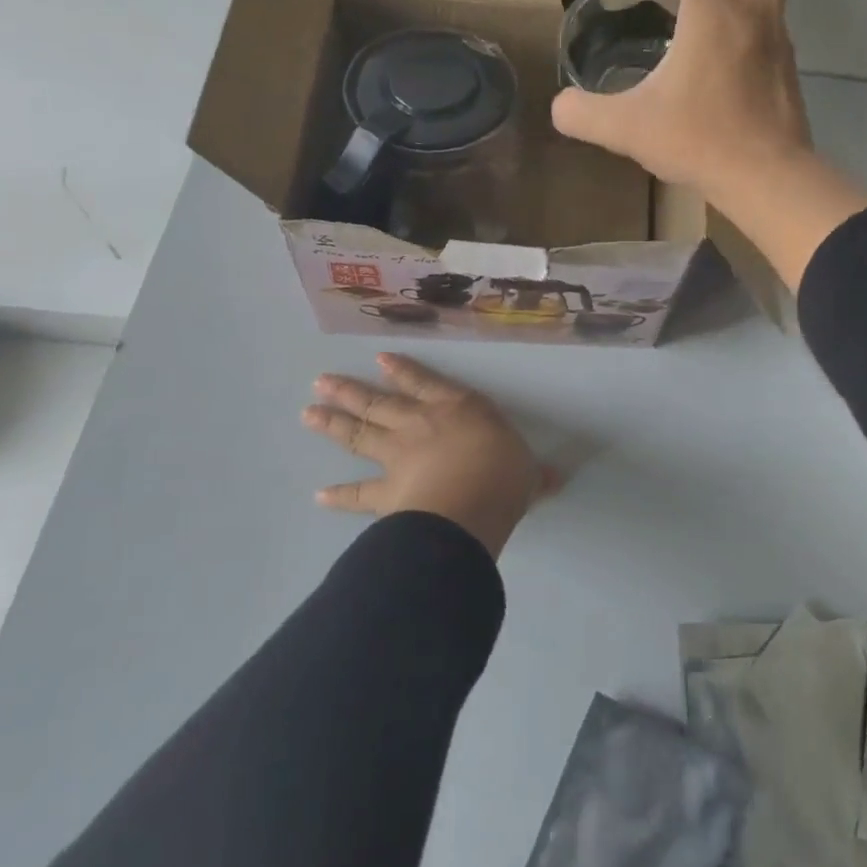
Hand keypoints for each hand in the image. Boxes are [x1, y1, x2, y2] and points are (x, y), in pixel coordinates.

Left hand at [302, 353, 561, 557]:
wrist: (469, 505)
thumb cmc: (503, 475)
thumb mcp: (529, 472)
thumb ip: (536, 474)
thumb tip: (557, 478)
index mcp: (457, 409)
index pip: (425, 383)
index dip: (403, 371)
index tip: (379, 360)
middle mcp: (420, 425)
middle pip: (378, 403)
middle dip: (350, 391)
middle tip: (321, 382)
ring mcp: (397, 457)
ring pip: (359, 435)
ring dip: (333, 423)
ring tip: (309, 412)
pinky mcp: (385, 493)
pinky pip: (358, 494)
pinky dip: (339, 495)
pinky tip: (319, 495)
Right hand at [553, 0, 866, 292]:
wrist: (764, 176)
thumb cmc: (695, 138)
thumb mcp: (625, 128)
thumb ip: (583, 113)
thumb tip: (561, 107)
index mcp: (712, 13)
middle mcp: (754, 16)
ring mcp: (781, 46)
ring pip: (776, 0)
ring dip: (748, 6)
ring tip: (713, 45)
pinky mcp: (792, 77)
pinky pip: (777, 42)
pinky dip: (756, 47)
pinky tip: (730, 83)